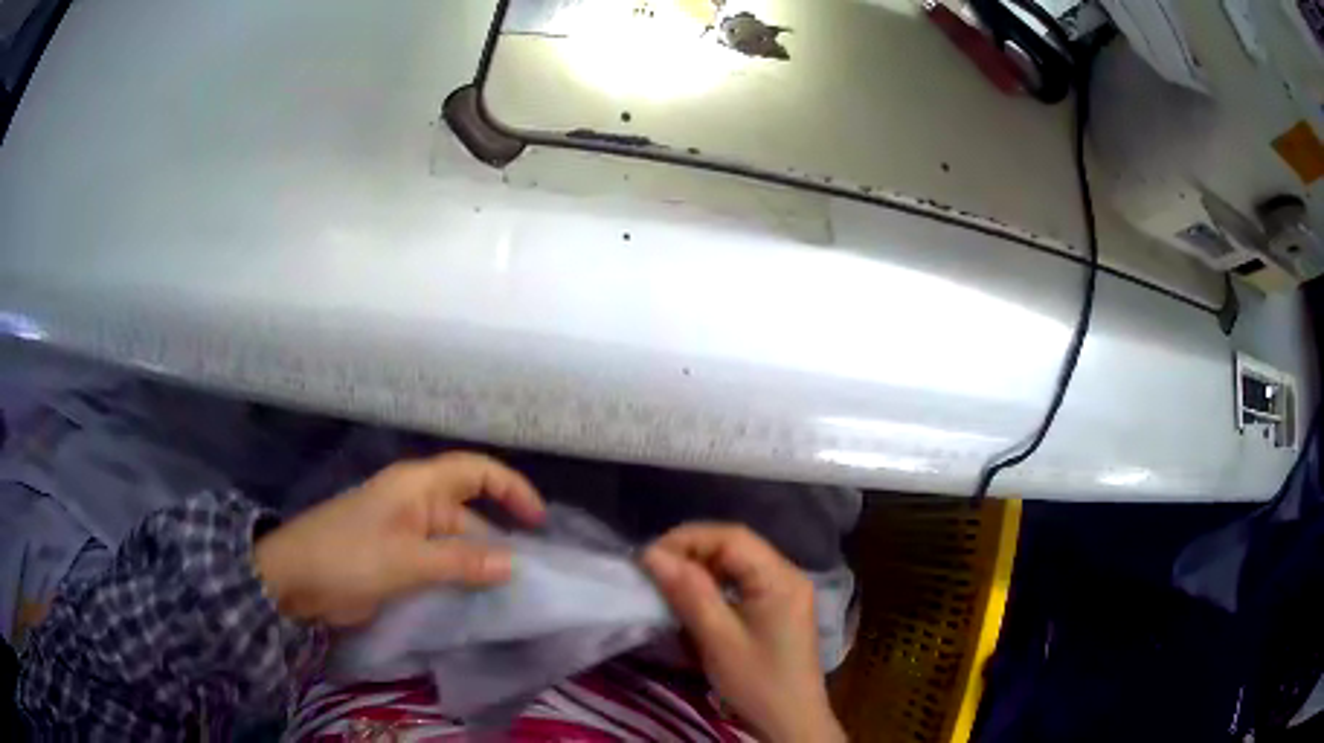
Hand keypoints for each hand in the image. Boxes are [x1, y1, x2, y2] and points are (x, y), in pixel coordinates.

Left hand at [254, 451, 544, 626]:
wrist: (297, 579)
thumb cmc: (350, 556)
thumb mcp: (408, 561)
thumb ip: (462, 562)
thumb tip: (513, 564)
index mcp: (418, 485)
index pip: (476, 471)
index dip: (511, 489)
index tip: (538, 522)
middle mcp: (417, 503)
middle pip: (471, 509)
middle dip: (502, 533)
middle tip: (535, 568)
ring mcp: (407, 532)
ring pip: (457, 540)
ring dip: (482, 560)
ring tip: (515, 588)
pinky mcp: (399, 559)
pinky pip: (441, 562)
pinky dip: (461, 575)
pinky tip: (481, 597)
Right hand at [642, 524, 845, 742]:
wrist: (790, 721)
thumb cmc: (756, 682)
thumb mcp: (718, 638)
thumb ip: (688, 592)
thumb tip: (652, 555)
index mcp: (781, 578)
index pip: (732, 537)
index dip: (687, 539)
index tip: (649, 558)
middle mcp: (788, 574)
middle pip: (736, 546)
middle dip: (692, 551)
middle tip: (654, 569)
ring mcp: (786, 591)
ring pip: (738, 562)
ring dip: (702, 567)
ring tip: (668, 581)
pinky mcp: (779, 607)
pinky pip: (744, 581)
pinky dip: (715, 584)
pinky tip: (695, 598)